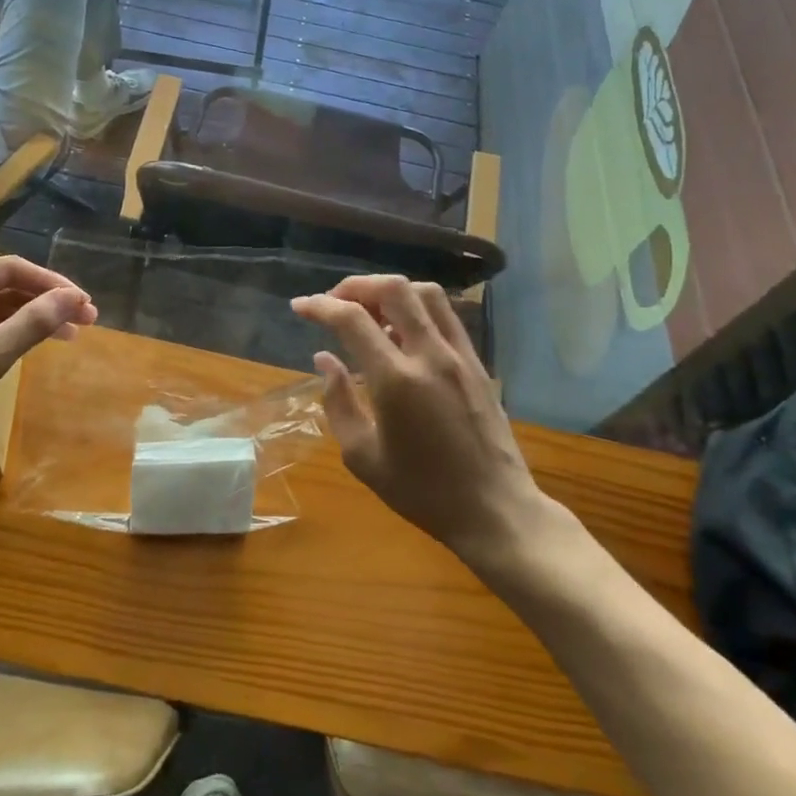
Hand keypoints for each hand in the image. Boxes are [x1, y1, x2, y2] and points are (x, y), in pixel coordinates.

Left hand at [0, 256, 95, 462]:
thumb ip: (32, 323)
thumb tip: (74, 297)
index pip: (11, 269)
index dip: (52, 284)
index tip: (85, 305)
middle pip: (5, 285)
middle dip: (47, 301)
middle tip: (86, 321)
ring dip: (33, 318)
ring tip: (70, 336)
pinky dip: (12, 333)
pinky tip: (34, 344)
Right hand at [292, 276, 557, 570]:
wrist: (495, 509)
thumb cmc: (423, 491)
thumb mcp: (363, 457)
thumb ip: (338, 402)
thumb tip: (325, 359)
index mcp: (396, 380)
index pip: (352, 319)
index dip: (320, 306)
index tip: (300, 307)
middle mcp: (430, 355)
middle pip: (393, 289)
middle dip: (356, 286)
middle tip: (334, 303)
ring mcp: (459, 355)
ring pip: (425, 293)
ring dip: (390, 291)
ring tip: (370, 315)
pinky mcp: (477, 362)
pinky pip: (445, 315)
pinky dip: (417, 308)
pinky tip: (402, 332)